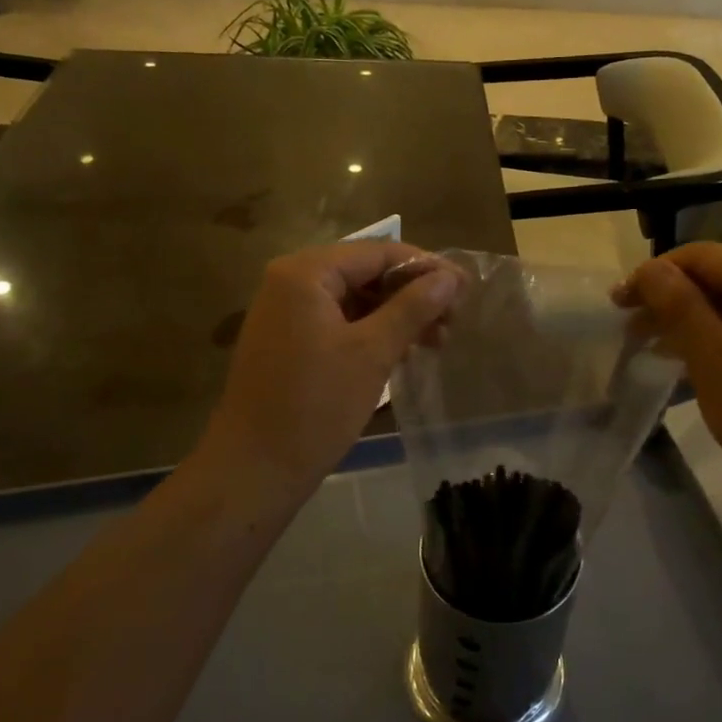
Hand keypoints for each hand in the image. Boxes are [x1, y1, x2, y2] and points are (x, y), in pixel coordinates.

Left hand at [198, 242, 459, 499]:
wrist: (254, 469)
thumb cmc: (316, 406)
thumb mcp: (372, 352)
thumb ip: (413, 307)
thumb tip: (450, 276)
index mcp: (305, 273)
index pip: (378, 252)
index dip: (426, 267)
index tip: (466, 290)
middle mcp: (290, 282)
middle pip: (365, 273)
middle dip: (412, 294)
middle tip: (454, 321)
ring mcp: (286, 313)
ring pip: (354, 300)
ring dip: (397, 316)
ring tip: (437, 342)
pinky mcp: (288, 342)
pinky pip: (339, 323)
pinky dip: (372, 333)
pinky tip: (403, 352)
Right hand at [620, 244, 721, 518]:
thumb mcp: (711, 357)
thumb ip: (677, 305)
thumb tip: (649, 267)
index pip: (702, 256)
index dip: (654, 274)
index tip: (616, 304)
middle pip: (718, 276)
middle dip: (669, 298)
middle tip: (627, 328)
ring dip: (687, 319)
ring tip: (648, 346)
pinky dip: (714, 336)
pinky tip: (686, 358)